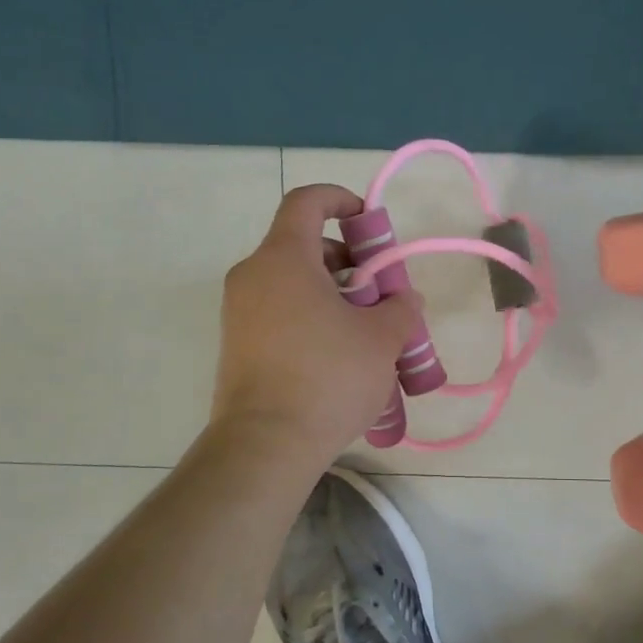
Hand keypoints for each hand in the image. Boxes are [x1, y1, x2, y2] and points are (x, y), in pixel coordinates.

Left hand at [211, 185, 421, 465]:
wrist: (266, 444)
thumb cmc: (329, 377)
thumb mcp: (382, 339)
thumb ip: (400, 308)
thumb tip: (403, 300)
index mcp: (284, 259)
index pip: (307, 202)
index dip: (341, 199)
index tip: (370, 223)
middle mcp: (253, 276)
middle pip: (304, 246)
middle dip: (349, 262)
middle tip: (381, 295)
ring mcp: (240, 313)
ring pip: (294, 284)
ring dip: (335, 295)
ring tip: (368, 333)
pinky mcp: (238, 345)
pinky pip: (280, 314)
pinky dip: (312, 319)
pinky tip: (341, 357)